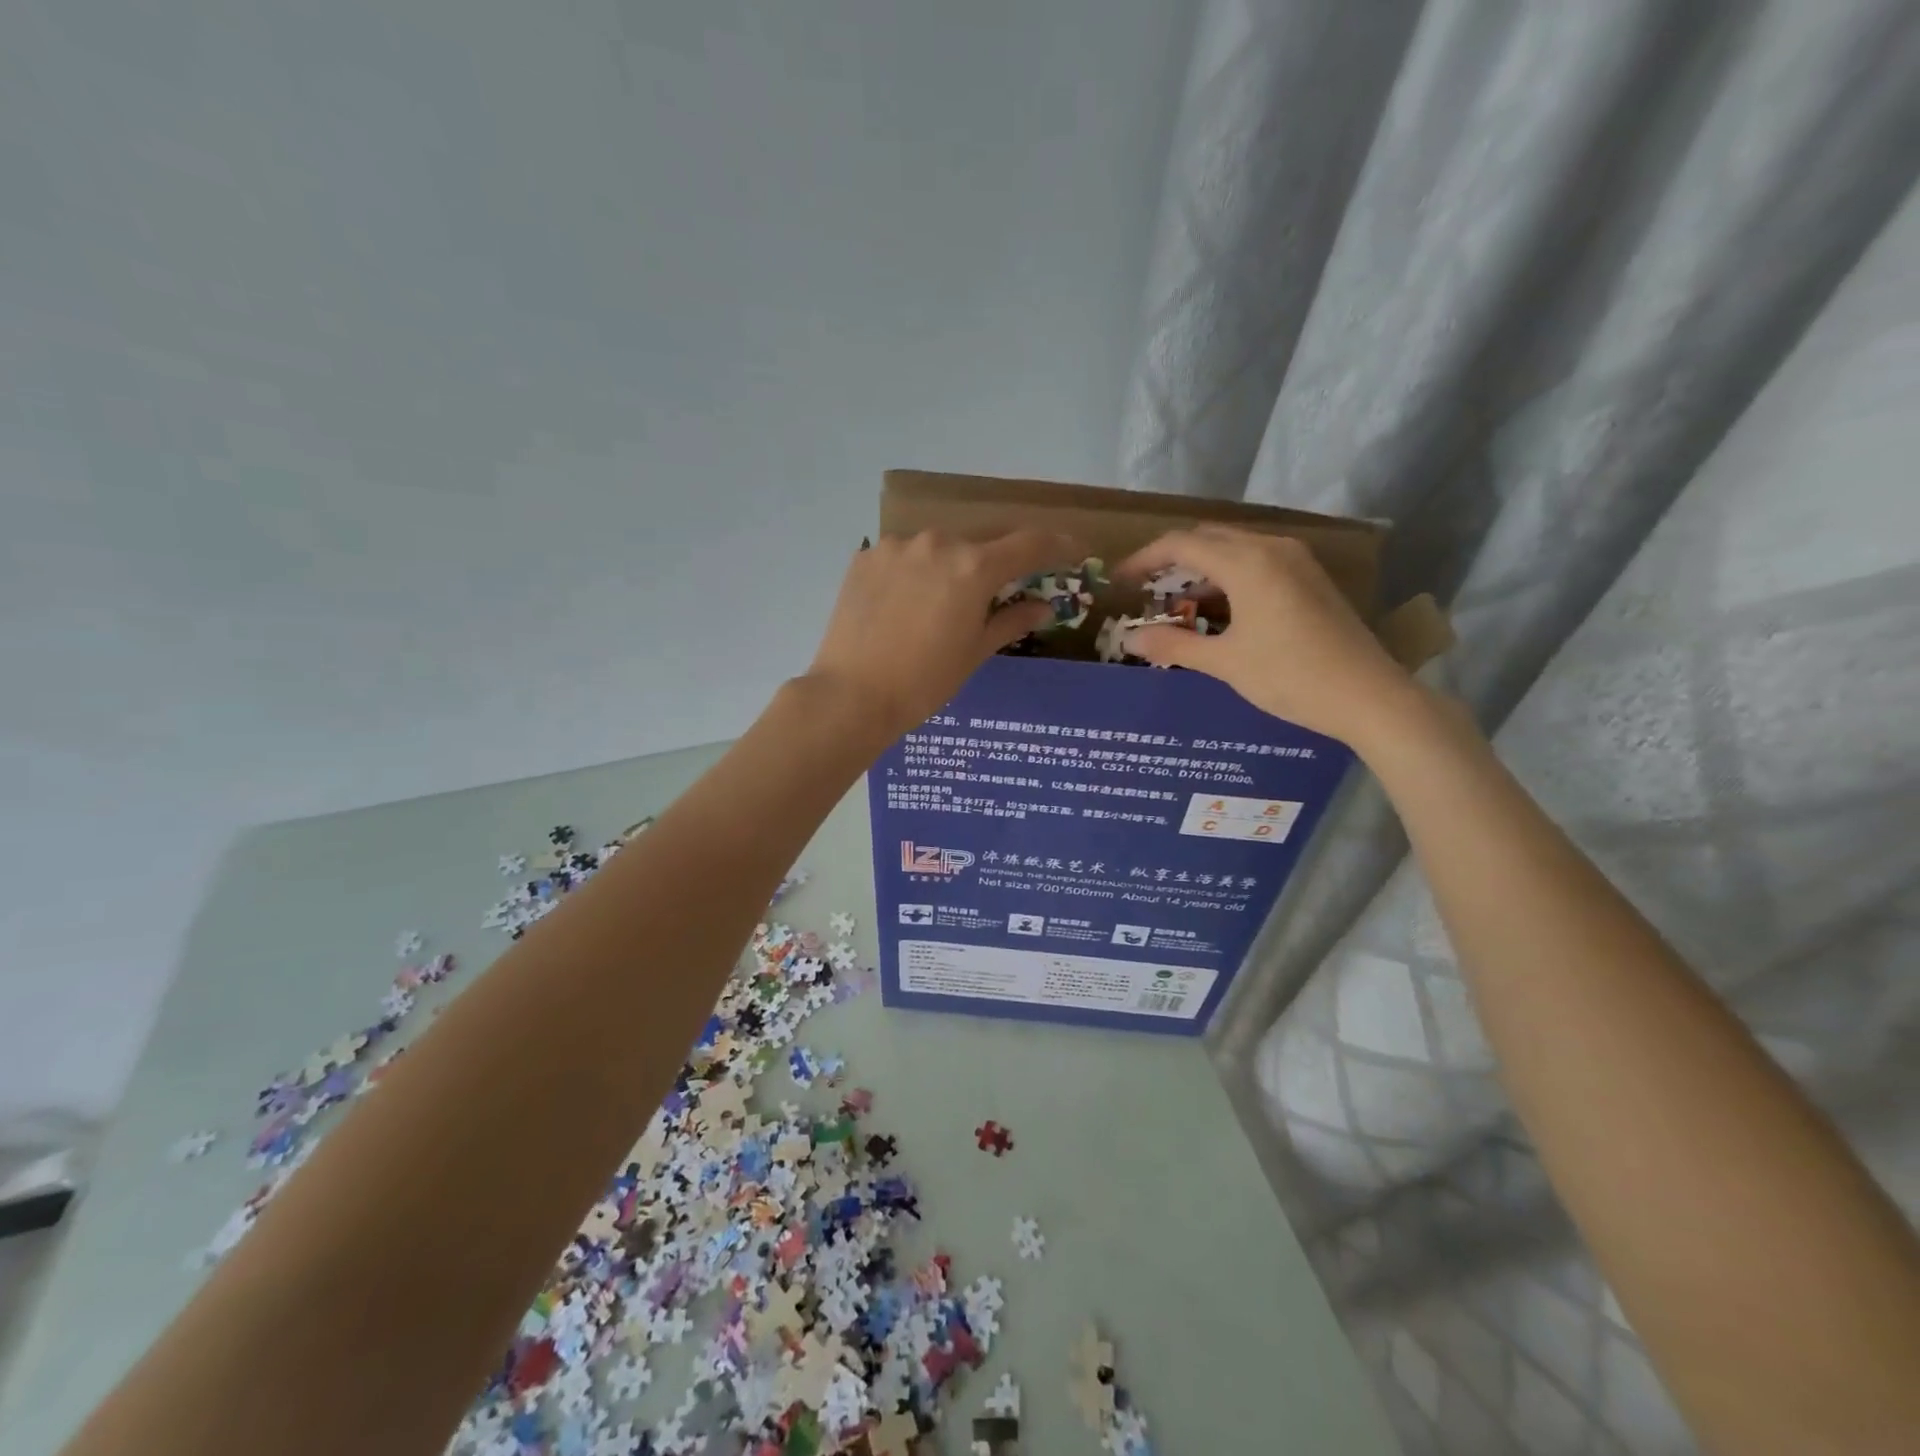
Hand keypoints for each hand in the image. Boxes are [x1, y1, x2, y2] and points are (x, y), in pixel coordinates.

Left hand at [806, 529, 1086, 739]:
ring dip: (952, 564)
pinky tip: (907, 602)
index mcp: (974, 567)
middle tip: (1003, 584)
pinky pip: (904, 555)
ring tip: (944, 600)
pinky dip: (916, 571)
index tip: (1073, 550)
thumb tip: (1043, 607)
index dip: (1057, 545)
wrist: (852, 694)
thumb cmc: (924, 681)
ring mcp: (897, 546)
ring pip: (939, 545)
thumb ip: (1011, 621)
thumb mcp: (975, 653)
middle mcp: (938, 543)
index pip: (1029, 543)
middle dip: (998, 559)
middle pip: (982, 539)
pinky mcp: (866, 557)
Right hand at [1117, 526, 1415, 746]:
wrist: (1369, 696)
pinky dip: (1227, 578)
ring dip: (1200, 569)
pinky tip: (1217, 610)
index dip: (1144, 559)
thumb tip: (1130, 641)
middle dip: (1170, 560)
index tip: (1119, 580)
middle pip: (1208, 538)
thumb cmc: (1291, 677)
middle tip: (1143, 589)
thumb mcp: (1225, 663)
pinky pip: (1256, 563)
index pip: (1181, 544)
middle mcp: (1271, 548)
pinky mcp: (1310, 578)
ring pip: (1234, 549)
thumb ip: (1174, 645)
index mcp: (1247, 562)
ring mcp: (1296, 561)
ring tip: (1174, 603)